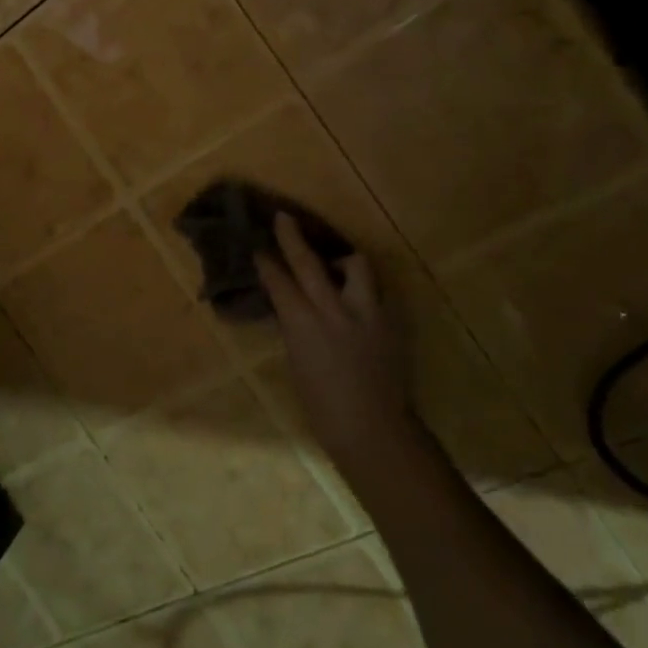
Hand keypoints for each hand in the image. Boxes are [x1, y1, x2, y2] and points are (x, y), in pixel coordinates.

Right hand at [256, 214, 415, 460]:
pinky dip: (363, 287)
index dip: (266, 262)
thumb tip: (292, 306)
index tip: (257, 246)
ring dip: (342, 259)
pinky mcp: (390, 320)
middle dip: (293, 237)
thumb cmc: (323, 407)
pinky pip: (376, 290)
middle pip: (309, 262)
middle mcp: (334, 309)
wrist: (374, 430)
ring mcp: (366, 312)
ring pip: (356, 265)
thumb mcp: (297, 362)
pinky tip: (358, 296)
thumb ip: (296, 327)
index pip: (279, 281)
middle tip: (284, 217)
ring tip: (336, 263)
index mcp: (303, 324)